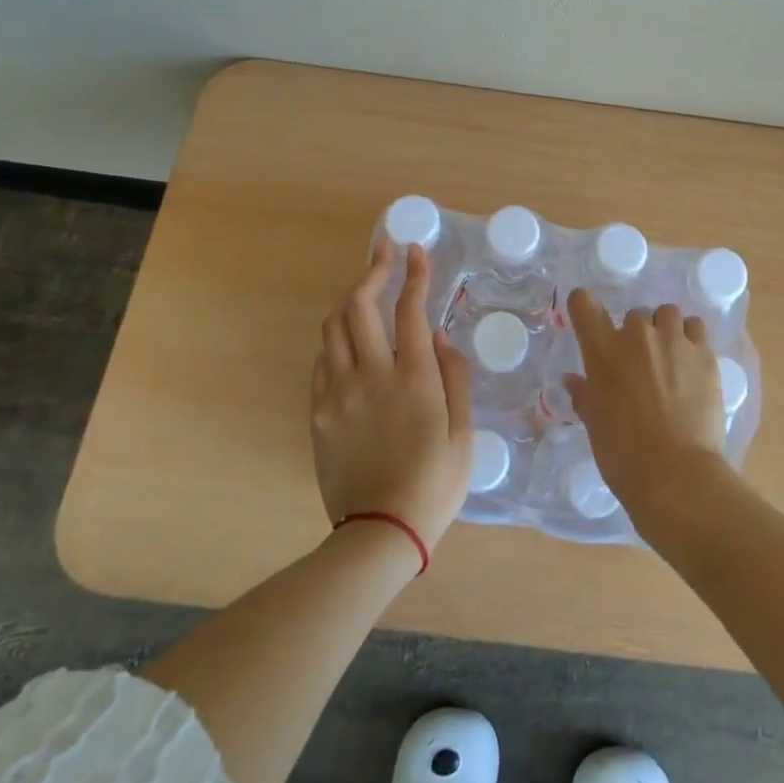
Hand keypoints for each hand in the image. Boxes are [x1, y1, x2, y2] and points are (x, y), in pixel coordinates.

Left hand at [311, 239, 473, 552]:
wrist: (380, 532)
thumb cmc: (434, 484)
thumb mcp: (465, 434)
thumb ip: (454, 378)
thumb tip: (438, 336)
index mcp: (414, 379)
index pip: (410, 309)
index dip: (414, 273)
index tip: (416, 250)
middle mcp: (371, 375)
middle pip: (361, 305)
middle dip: (373, 269)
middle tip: (384, 251)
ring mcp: (338, 392)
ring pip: (334, 326)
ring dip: (350, 300)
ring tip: (366, 291)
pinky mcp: (318, 412)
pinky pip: (322, 360)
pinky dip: (336, 339)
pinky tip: (350, 342)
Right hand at [563, 292, 730, 529]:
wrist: (676, 474)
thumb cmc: (623, 454)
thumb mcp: (595, 425)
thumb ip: (585, 395)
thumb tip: (573, 380)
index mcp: (602, 351)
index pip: (584, 304)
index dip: (583, 305)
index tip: (588, 317)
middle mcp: (637, 335)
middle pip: (634, 314)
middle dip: (635, 334)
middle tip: (640, 364)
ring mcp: (673, 340)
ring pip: (668, 314)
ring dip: (665, 329)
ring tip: (670, 357)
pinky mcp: (704, 353)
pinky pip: (696, 327)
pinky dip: (691, 338)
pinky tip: (692, 362)